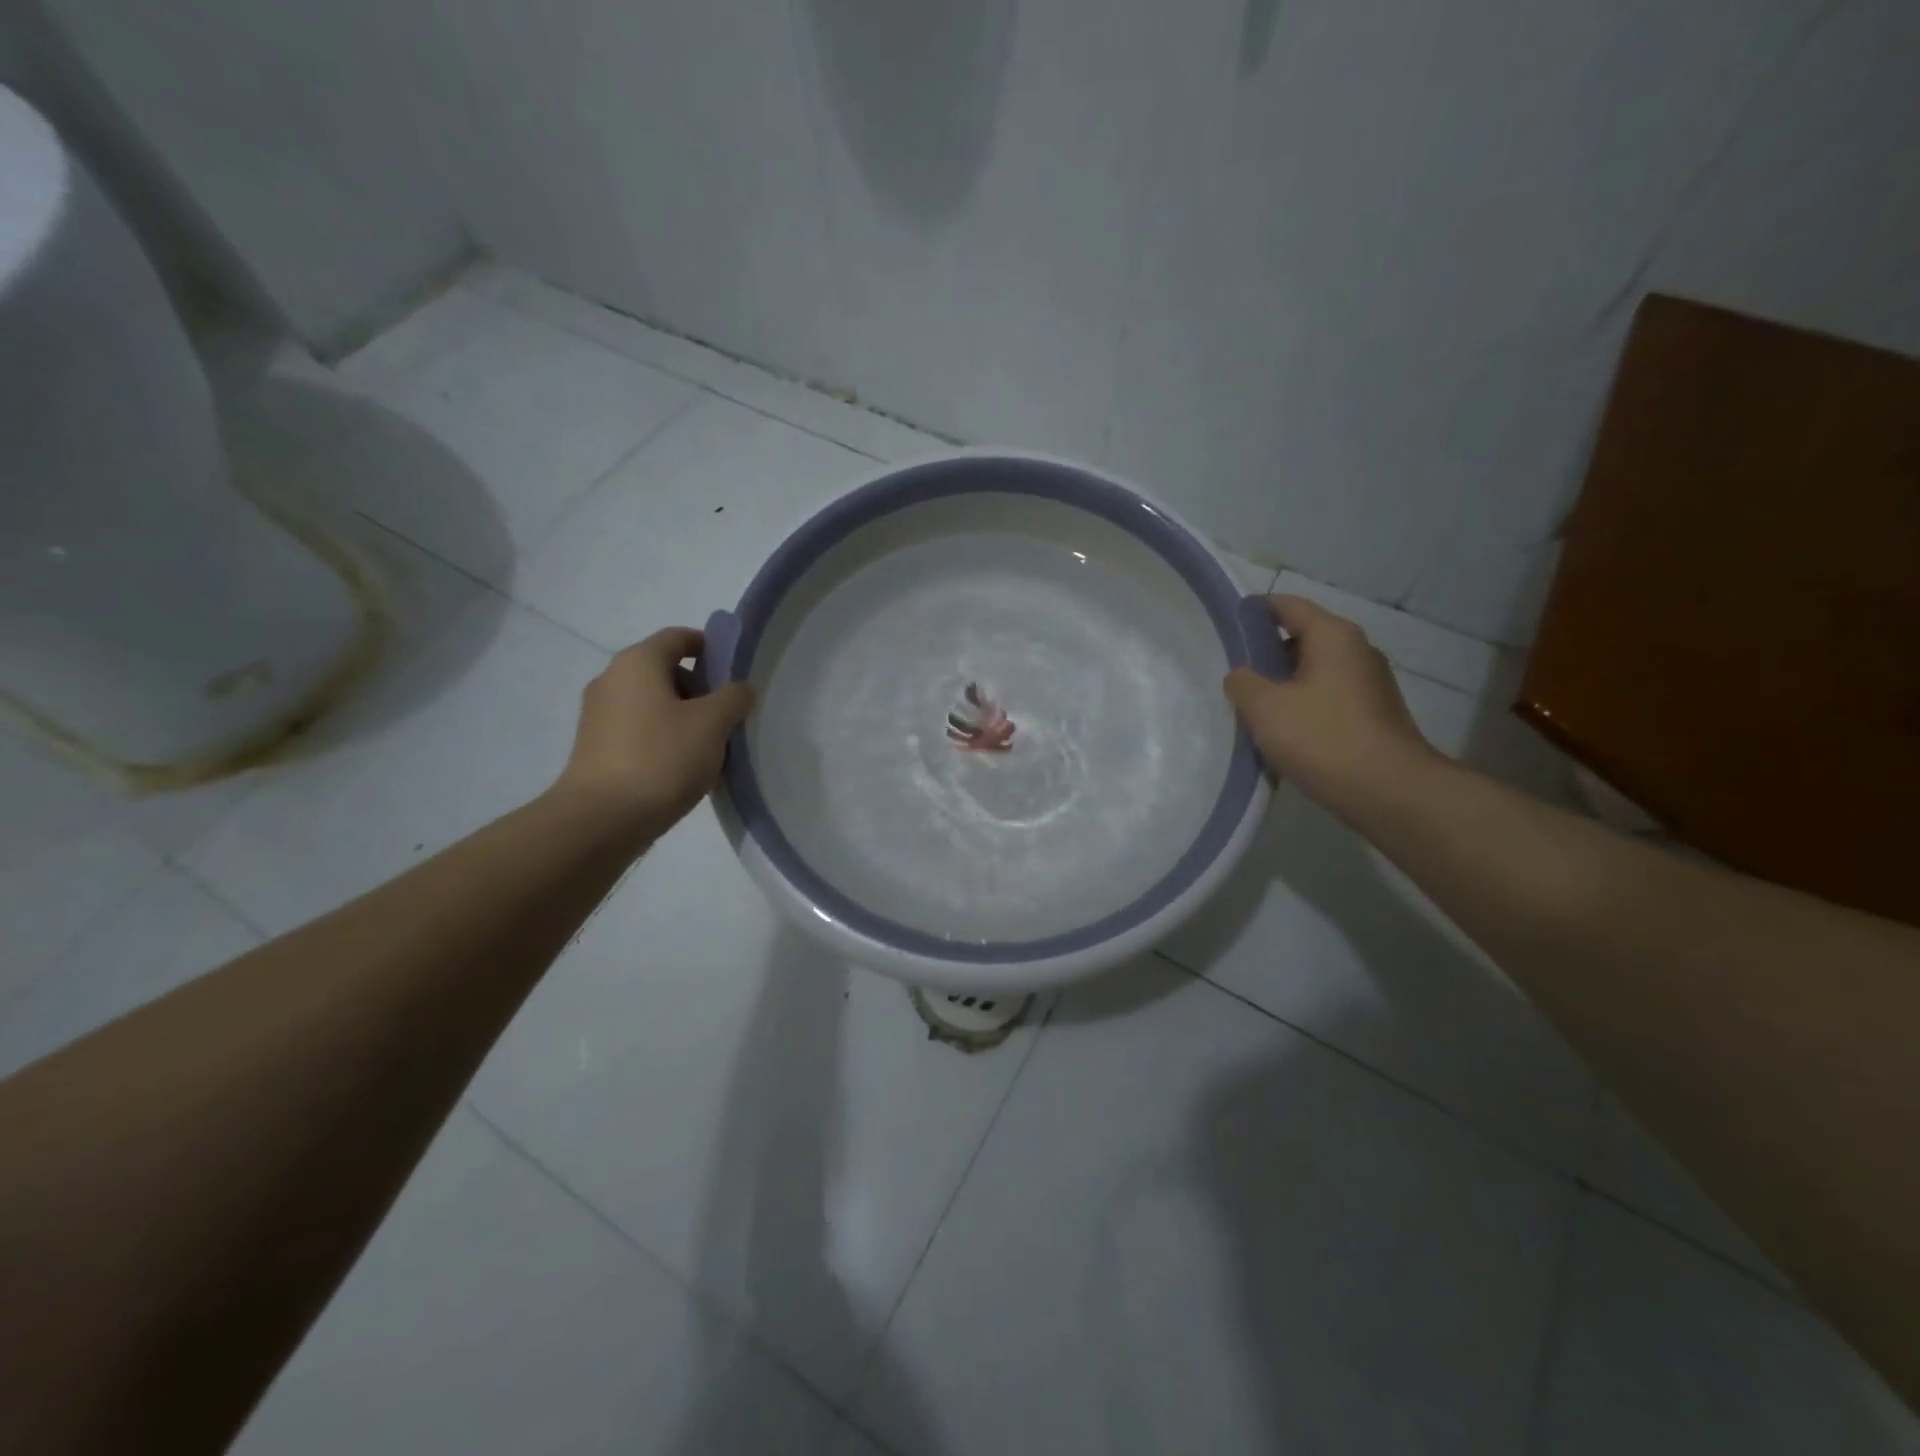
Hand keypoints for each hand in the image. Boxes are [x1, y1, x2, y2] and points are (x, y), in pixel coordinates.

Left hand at [552, 627, 754, 838]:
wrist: (602, 820)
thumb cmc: (662, 758)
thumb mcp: (712, 723)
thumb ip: (733, 697)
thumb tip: (739, 688)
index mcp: (638, 663)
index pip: (678, 637)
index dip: (710, 647)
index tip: (736, 670)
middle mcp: (612, 680)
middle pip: (666, 671)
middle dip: (701, 689)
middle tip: (730, 715)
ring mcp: (600, 716)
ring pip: (654, 704)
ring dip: (685, 718)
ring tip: (712, 748)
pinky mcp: (597, 749)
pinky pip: (640, 731)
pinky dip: (665, 739)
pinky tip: (686, 768)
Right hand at [1223, 595, 1437, 808]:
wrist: (1389, 792)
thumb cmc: (1323, 738)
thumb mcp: (1264, 708)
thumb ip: (1242, 683)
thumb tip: (1242, 676)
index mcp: (1333, 636)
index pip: (1287, 605)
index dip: (1253, 611)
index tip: (1226, 624)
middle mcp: (1357, 651)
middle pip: (1302, 637)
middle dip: (1266, 653)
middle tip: (1233, 674)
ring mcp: (1370, 684)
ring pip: (1314, 671)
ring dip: (1283, 684)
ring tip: (1252, 707)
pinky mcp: (1373, 715)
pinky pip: (1327, 697)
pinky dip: (1302, 706)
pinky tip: (1283, 733)